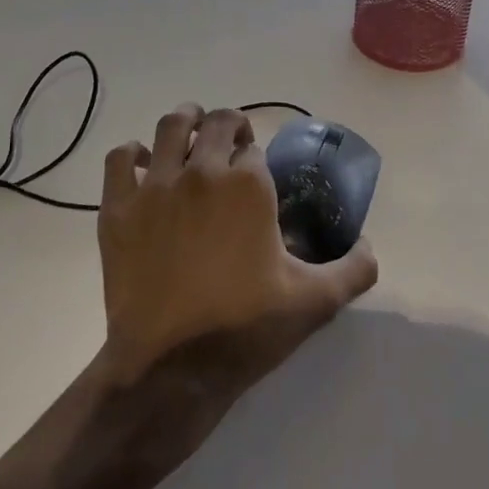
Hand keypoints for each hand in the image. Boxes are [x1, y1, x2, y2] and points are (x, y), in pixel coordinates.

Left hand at [95, 105, 377, 396]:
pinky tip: (145, 168)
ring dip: (185, 124)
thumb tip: (370, 246)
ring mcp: (155, 186)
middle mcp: (202, 170)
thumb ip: (354, 269)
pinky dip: (133, 154)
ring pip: (170, 126)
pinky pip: (120, 158)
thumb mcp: (315, 301)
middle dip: (229, 127)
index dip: (257, 161)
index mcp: (249, 184)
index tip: (258, 183)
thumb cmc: (246, 327)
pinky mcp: (118, 208)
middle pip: (216, 121)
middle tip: (231, 148)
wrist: (171, 367)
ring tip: (191, 139)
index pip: (255, 148)